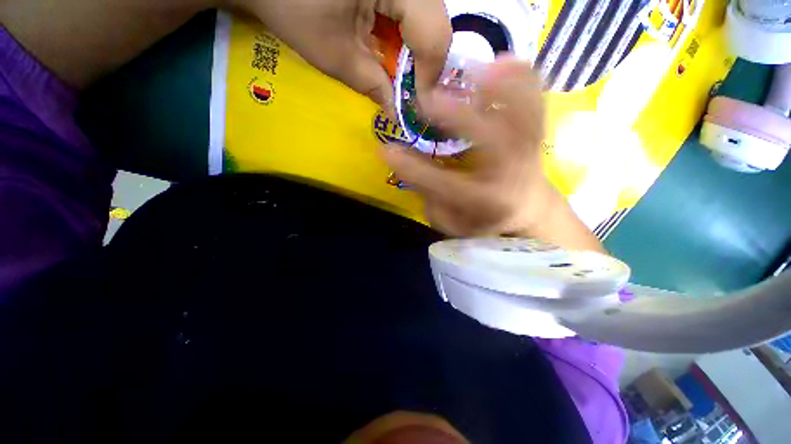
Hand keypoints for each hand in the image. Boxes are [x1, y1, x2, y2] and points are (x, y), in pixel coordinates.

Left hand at [234, 0, 451, 111]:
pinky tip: (389, 51)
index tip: (417, 102)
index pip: (434, 33)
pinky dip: (404, 38)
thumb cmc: (293, 9)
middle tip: (407, 90)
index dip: (429, 74)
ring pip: (425, 19)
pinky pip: (410, 12)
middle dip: (423, 65)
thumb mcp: (337, 56)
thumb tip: (396, 113)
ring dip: (414, 53)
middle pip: (435, 25)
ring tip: (397, 74)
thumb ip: (373, 86)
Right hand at [382, 57, 603, 251]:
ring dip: (496, 87)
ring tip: (471, 70)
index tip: (386, 151)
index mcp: (483, 201)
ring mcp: (527, 152)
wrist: (526, 208)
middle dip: (456, 117)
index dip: (412, 169)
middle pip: (489, 142)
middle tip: (425, 101)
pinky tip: (502, 62)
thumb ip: (431, 198)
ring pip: (521, 114)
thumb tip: (409, 168)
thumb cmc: (482, 218)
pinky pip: (537, 102)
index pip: (443, 184)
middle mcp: (508, 175)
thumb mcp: (451, 220)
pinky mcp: (536, 135)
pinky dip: (524, 79)